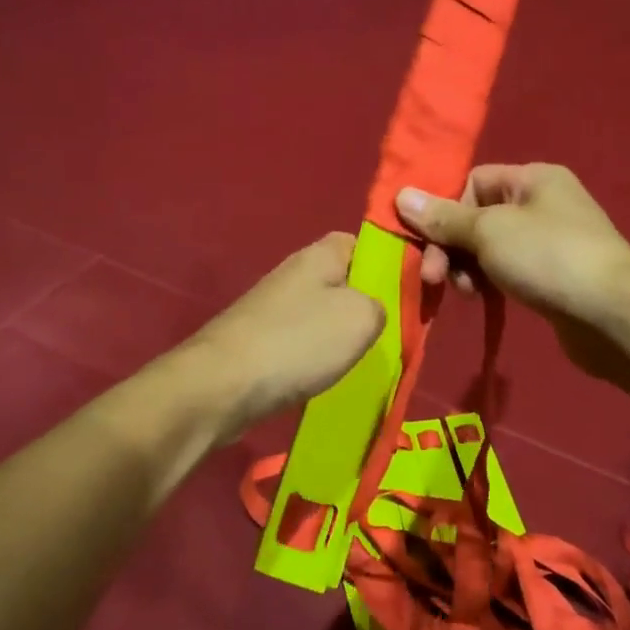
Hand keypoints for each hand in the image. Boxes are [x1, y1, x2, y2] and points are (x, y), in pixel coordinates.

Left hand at [186, 232, 385, 437]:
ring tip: (360, 361)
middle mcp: (294, 273)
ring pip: (322, 314)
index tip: (407, 293)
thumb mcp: (362, 317)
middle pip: (343, 281)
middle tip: (388, 334)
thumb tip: (371, 310)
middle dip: (365, 306)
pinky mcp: (259, 340)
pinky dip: (315, 358)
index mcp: (320, 255)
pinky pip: (301, 342)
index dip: (387, 263)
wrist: (222, 386)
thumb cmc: (298, 342)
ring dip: (340, 336)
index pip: (363, 243)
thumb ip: (382, 304)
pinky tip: (324, 377)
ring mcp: (273, 307)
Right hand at [394, 165, 629, 381]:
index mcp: (532, 178)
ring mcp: (549, 241)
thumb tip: (401, 195)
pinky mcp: (551, 276)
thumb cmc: (548, 258)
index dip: (446, 210)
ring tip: (466, 293)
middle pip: (476, 217)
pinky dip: (488, 282)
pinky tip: (481, 299)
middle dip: (451, 247)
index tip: (429, 242)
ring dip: (466, 268)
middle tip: (434, 278)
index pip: (472, 182)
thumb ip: (443, 218)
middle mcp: (542, 203)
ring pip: (488, 248)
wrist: (612, 314)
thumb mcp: (488, 232)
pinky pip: (506, 270)